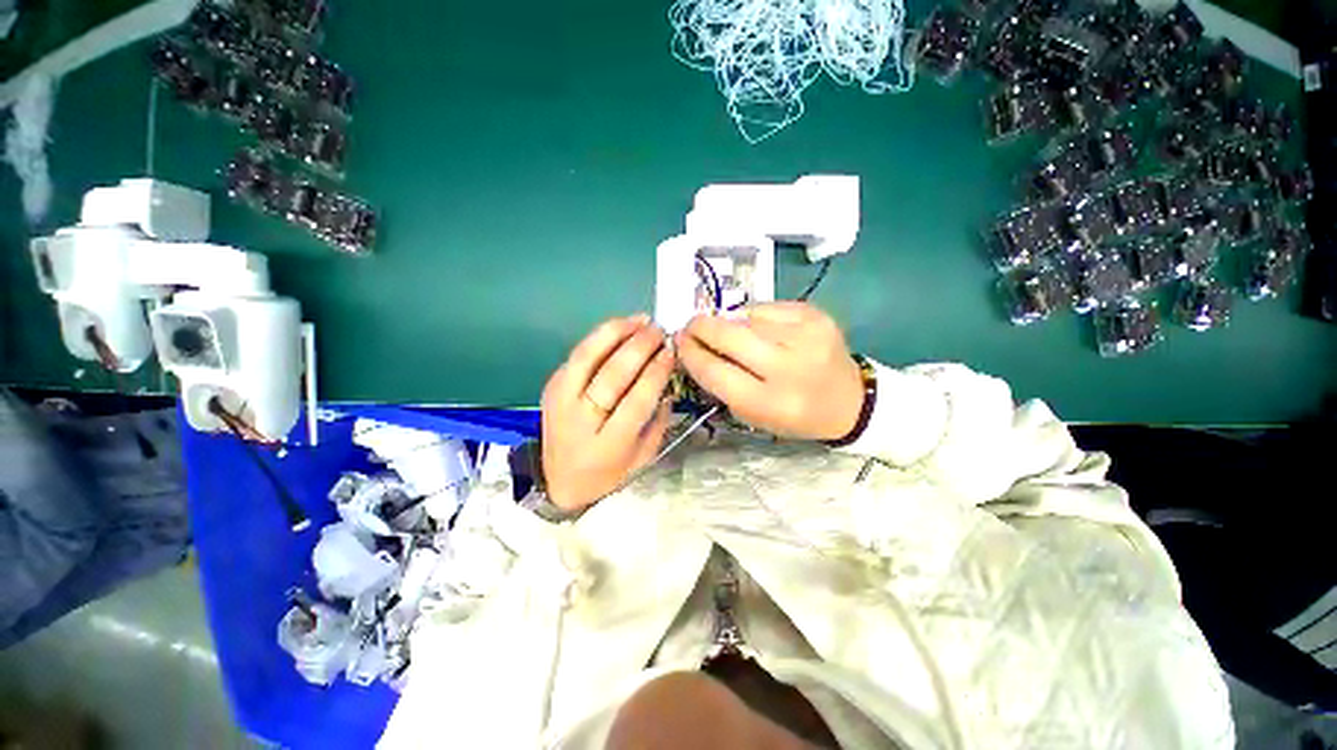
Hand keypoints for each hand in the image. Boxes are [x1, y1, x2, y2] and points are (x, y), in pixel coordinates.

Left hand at [541, 315, 674, 512]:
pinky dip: (599, 337)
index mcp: (608, 444)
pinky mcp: (550, 387)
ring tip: (640, 320)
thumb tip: (666, 378)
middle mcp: (580, 421)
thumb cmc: (609, 472)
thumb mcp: (643, 457)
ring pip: (586, 357)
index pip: (636, 400)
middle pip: (611, 376)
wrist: (560, 482)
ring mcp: (560, 401)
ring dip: (615, 333)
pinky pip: (577, 356)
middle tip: (658, 331)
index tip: (671, 351)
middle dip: (638, 348)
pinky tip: (618, 328)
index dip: (655, 372)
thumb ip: (658, 420)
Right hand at [675, 303, 863, 440]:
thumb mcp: (754, 414)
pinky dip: (754, 316)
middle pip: (728, 335)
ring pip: (745, 317)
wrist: (848, 400)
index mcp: (769, 402)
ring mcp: (804, 335)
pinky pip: (766, 307)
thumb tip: (696, 347)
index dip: (690, 354)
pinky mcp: (814, 314)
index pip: (714, 371)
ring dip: (729, 323)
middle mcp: (787, 367)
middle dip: (701, 327)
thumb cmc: (794, 414)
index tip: (678, 343)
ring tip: (730, 332)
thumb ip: (722, 383)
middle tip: (690, 327)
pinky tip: (758, 327)